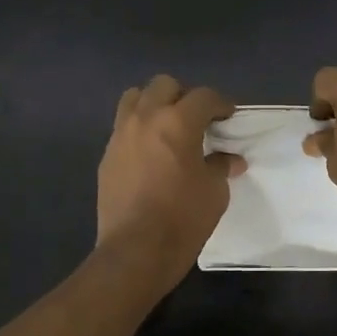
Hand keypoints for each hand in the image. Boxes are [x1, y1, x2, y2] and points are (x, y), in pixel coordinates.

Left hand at [96, 75, 244, 291]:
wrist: (136, 250)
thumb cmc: (183, 218)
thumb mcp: (215, 191)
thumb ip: (221, 166)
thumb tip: (229, 159)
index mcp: (178, 122)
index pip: (204, 96)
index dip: (221, 103)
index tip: (228, 116)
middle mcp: (145, 118)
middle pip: (164, 85)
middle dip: (184, 96)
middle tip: (197, 119)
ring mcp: (121, 135)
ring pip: (135, 98)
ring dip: (154, 104)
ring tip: (167, 127)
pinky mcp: (107, 155)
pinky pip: (123, 127)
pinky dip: (139, 129)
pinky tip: (150, 154)